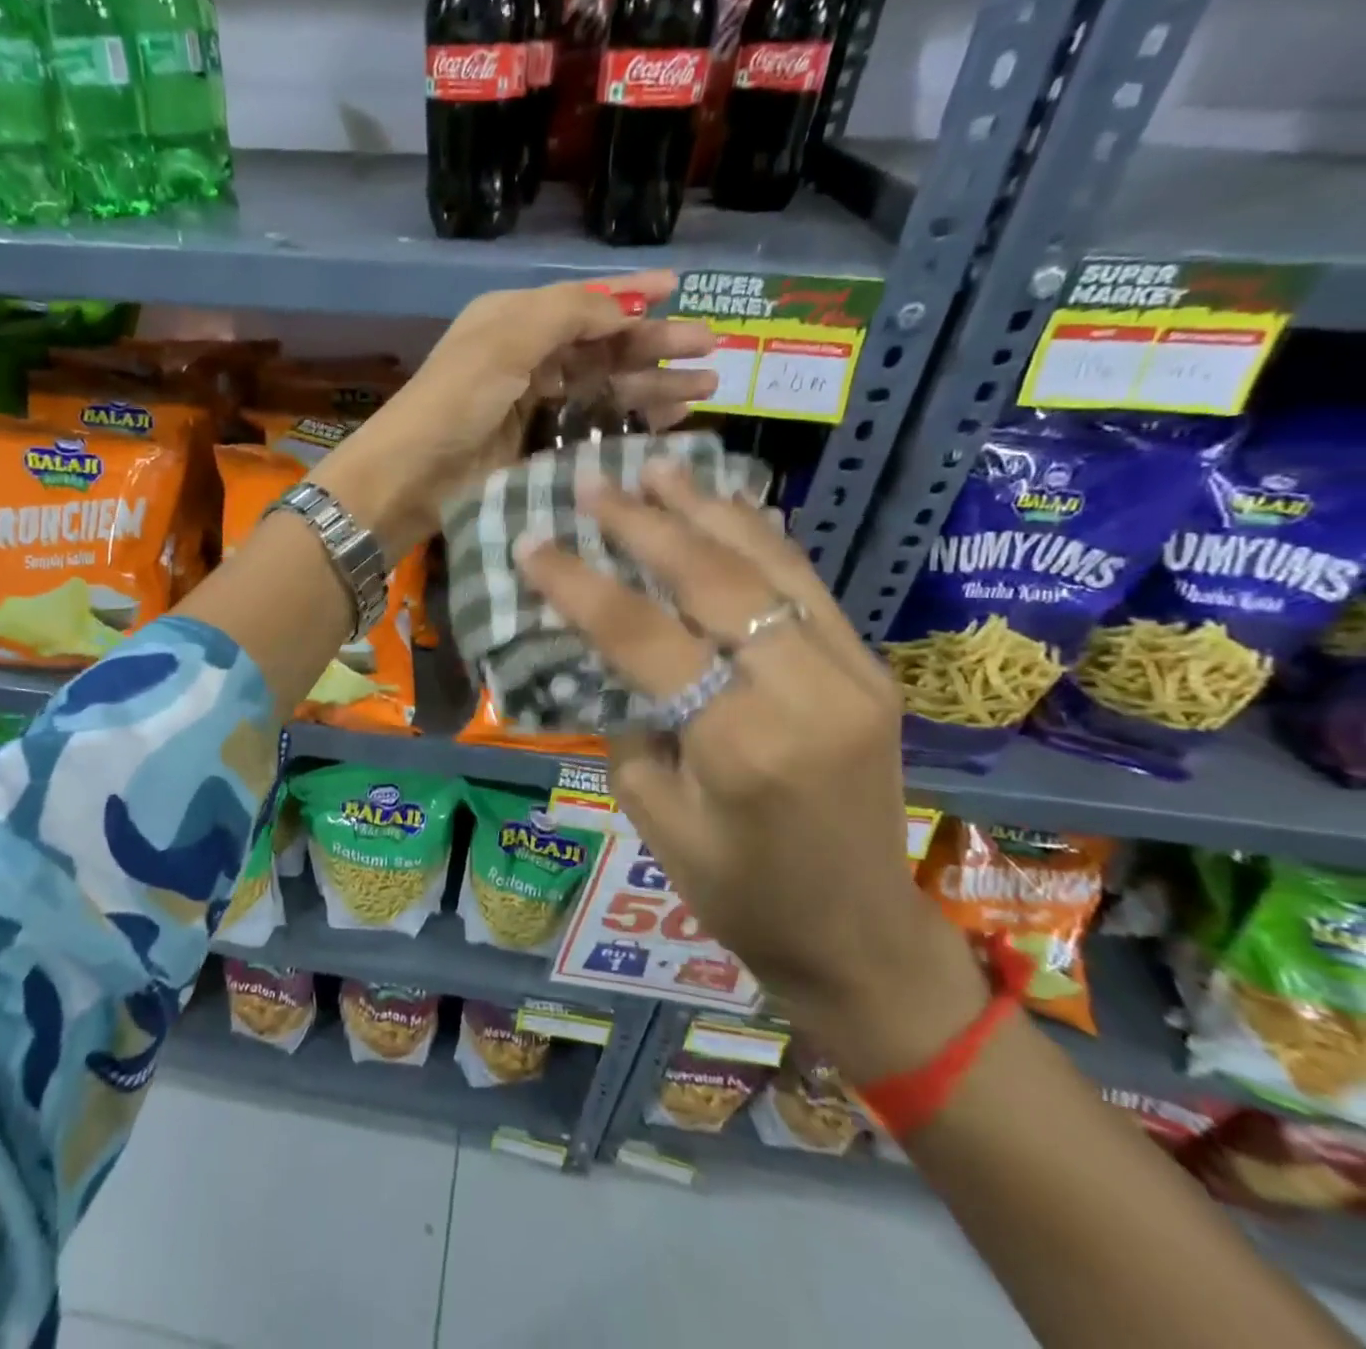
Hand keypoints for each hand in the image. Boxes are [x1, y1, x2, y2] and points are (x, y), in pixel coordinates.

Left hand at [311, 273, 715, 556]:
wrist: (413, 475)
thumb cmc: (456, 400)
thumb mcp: (506, 339)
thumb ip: (568, 314)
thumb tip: (624, 308)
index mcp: (514, 320)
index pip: (584, 301)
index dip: (631, 294)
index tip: (679, 287)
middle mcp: (527, 355)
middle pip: (603, 344)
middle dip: (655, 344)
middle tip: (710, 349)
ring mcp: (533, 403)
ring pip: (604, 385)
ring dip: (652, 384)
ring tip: (704, 388)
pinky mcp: (537, 444)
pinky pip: (593, 423)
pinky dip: (628, 420)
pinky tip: (665, 421)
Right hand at [516, 462, 988, 1084]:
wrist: (861, 936)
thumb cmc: (740, 896)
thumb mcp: (657, 821)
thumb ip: (628, 724)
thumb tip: (602, 655)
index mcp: (742, 743)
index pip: (645, 637)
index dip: (580, 585)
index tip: (533, 542)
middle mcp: (806, 692)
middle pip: (715, 580)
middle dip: (646, 524)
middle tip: (595, 481)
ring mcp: (852, 673)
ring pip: (771, 566)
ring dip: (708, 510)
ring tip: (658, 467)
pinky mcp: (870, 670)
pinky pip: (806, 586)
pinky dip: (760, 538)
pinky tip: (726, 508)